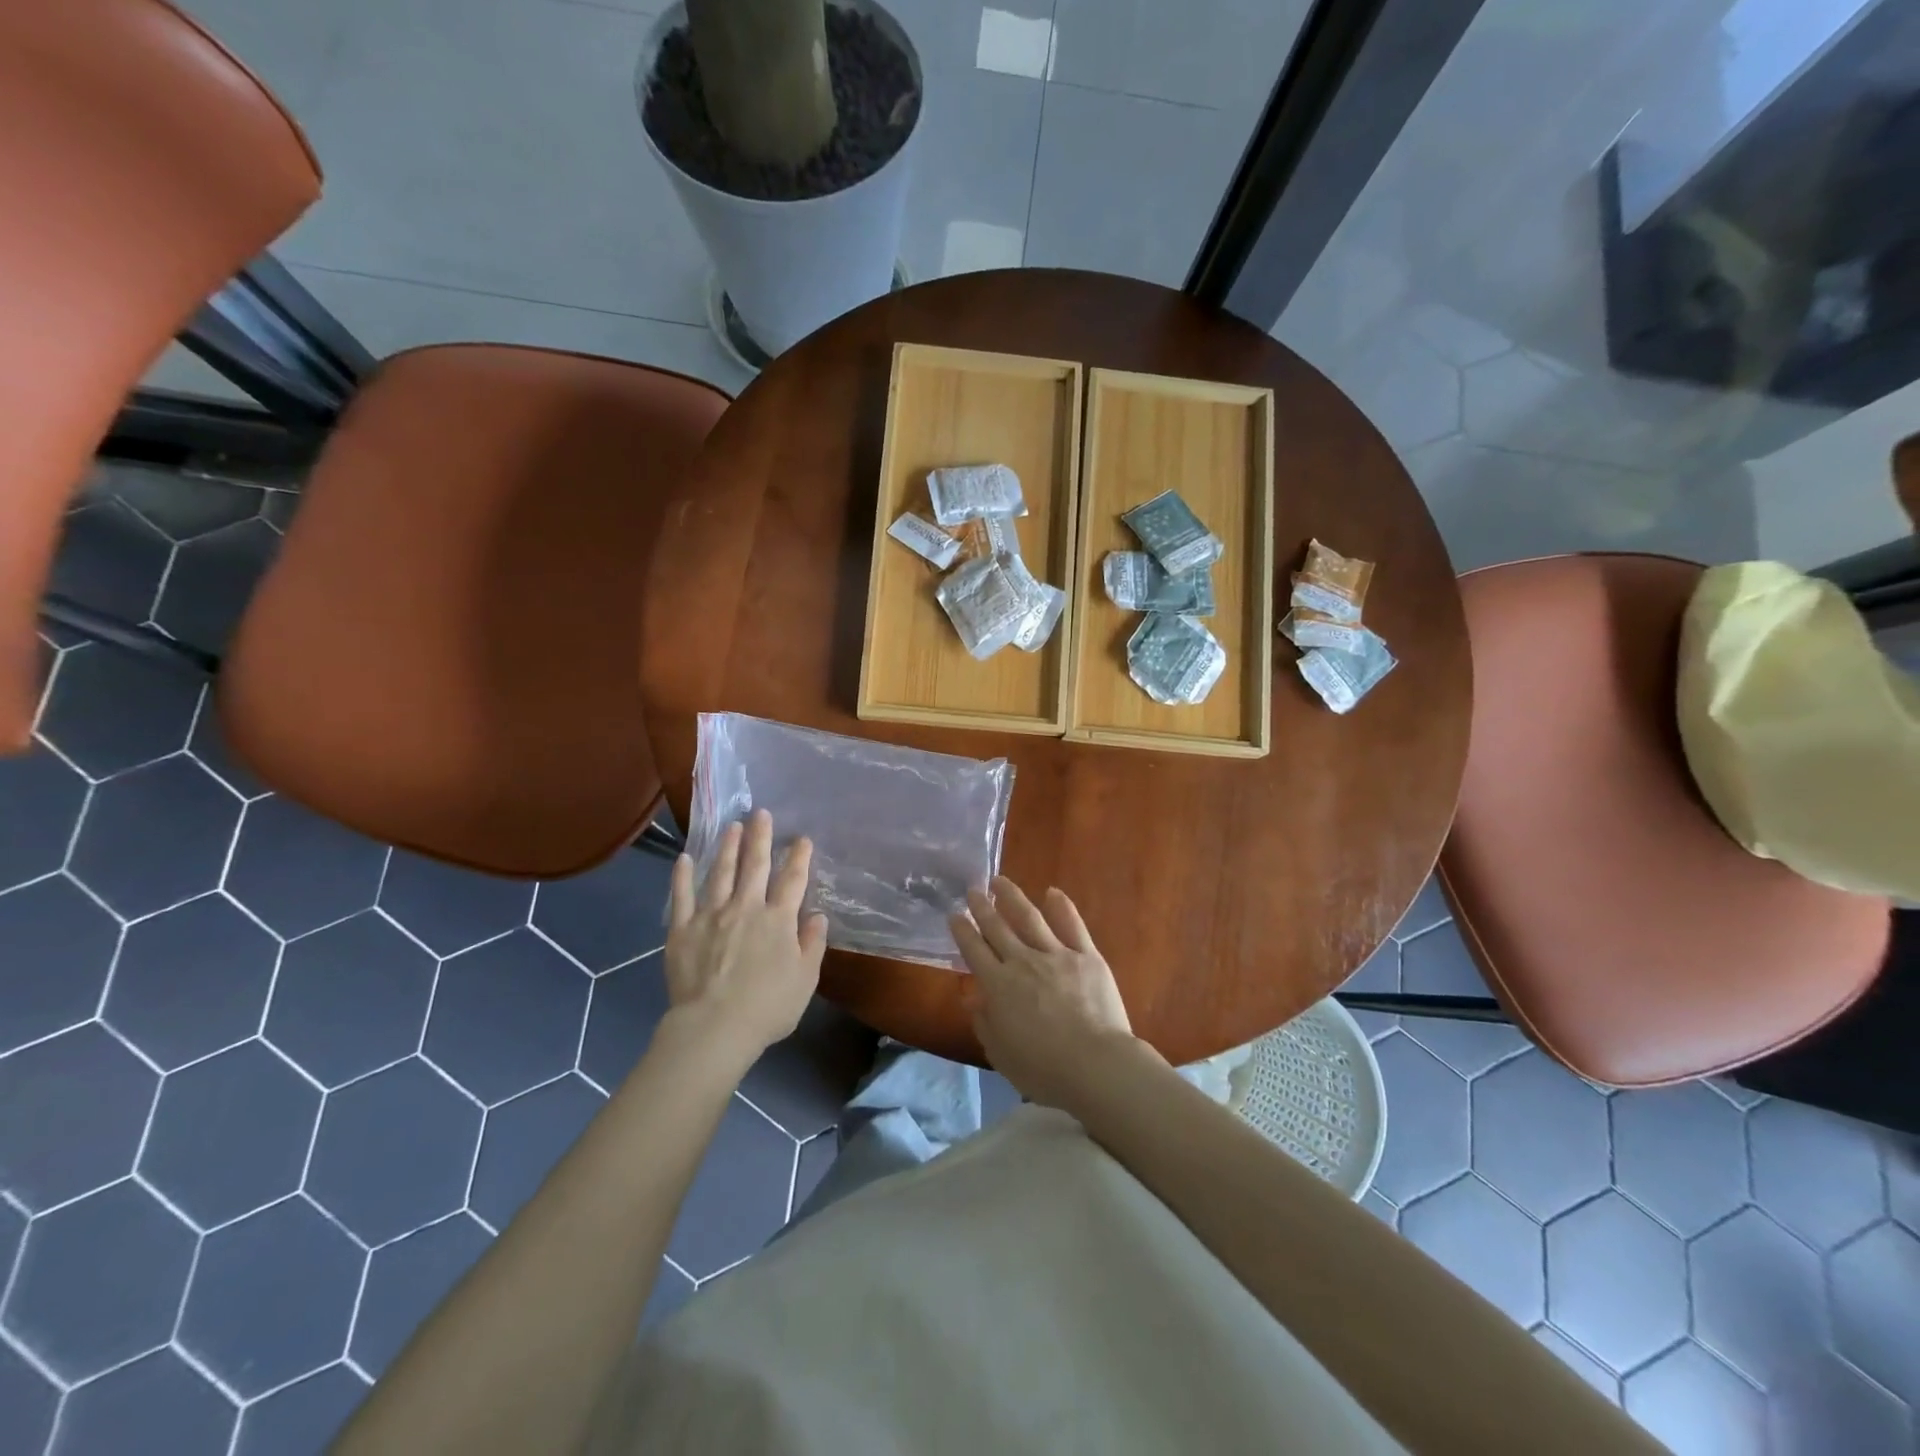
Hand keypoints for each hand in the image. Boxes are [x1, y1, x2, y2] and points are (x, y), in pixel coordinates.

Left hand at [665, 810, 827, 1065]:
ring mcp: (711, 915)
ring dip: (727, 847)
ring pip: (720, 872)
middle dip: (761, 838)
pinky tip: (684, 858)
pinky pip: (681, 896)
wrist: (714, 1027)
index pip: (792, 880)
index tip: (802, 839)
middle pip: (755, 865)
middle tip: (761, 814)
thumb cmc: (767, 1007)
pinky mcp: (682, 929)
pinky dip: (682, 875)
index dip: (799, 857)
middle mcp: (746, 907)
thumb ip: (812, 944)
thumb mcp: (805, 979)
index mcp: (778, 920)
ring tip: (731, 826)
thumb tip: (817, 916)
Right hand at [950, 877, 1139, 1111]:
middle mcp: (1023, 962)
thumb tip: (972, 995)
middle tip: (972, 890)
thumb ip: (984, 1021)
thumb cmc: (1044, 1069)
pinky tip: (1052, 892)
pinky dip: (1061, 906)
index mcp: (998, 986)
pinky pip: (1072, 925)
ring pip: (1029, 918)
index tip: (954, 915)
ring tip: (1000, 881)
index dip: (962, 932)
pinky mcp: (1086, 955)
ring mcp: (1056, 954)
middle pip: (998, 928)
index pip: (974, 951)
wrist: (1096, 1065)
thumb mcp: (1000, 1053)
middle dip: (982, 908)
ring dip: (1012, 897)